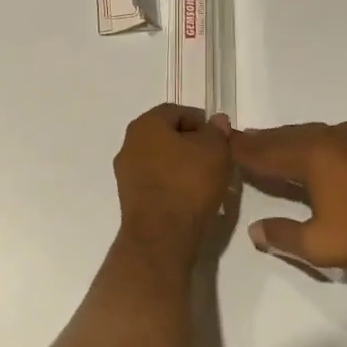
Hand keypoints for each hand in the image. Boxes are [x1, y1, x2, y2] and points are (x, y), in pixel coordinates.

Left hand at [113, 104, 233, 252]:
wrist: (161, 234)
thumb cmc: (188, 182)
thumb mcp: (214, 150)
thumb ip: (216, 131)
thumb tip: (215, 121)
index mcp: (145, 124)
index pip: (176, 111)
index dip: (201, 121)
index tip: (220, 138)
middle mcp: (129, 143)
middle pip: (166, 135)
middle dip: (191, 143)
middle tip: (216, 157)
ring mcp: (126, 172)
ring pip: (160, 159)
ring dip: (181, 164)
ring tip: (206, 179)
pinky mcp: (129, 197)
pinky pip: (155, 181)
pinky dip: (172, 183)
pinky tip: (190, 196)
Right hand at [228, 121, 346, 276]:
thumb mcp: (318, 245)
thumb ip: (282, 235)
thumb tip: (255, 230)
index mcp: (312, 154)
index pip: (266, 150)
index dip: (242, 149)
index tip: (223, 144)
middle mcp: (332, 137)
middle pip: (287, 136)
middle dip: (263, 141)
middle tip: (242, 142)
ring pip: (312, 134)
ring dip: (289, 140)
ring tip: (274, 147)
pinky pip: (335, 137)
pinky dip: (315, 143)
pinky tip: (317, 153)